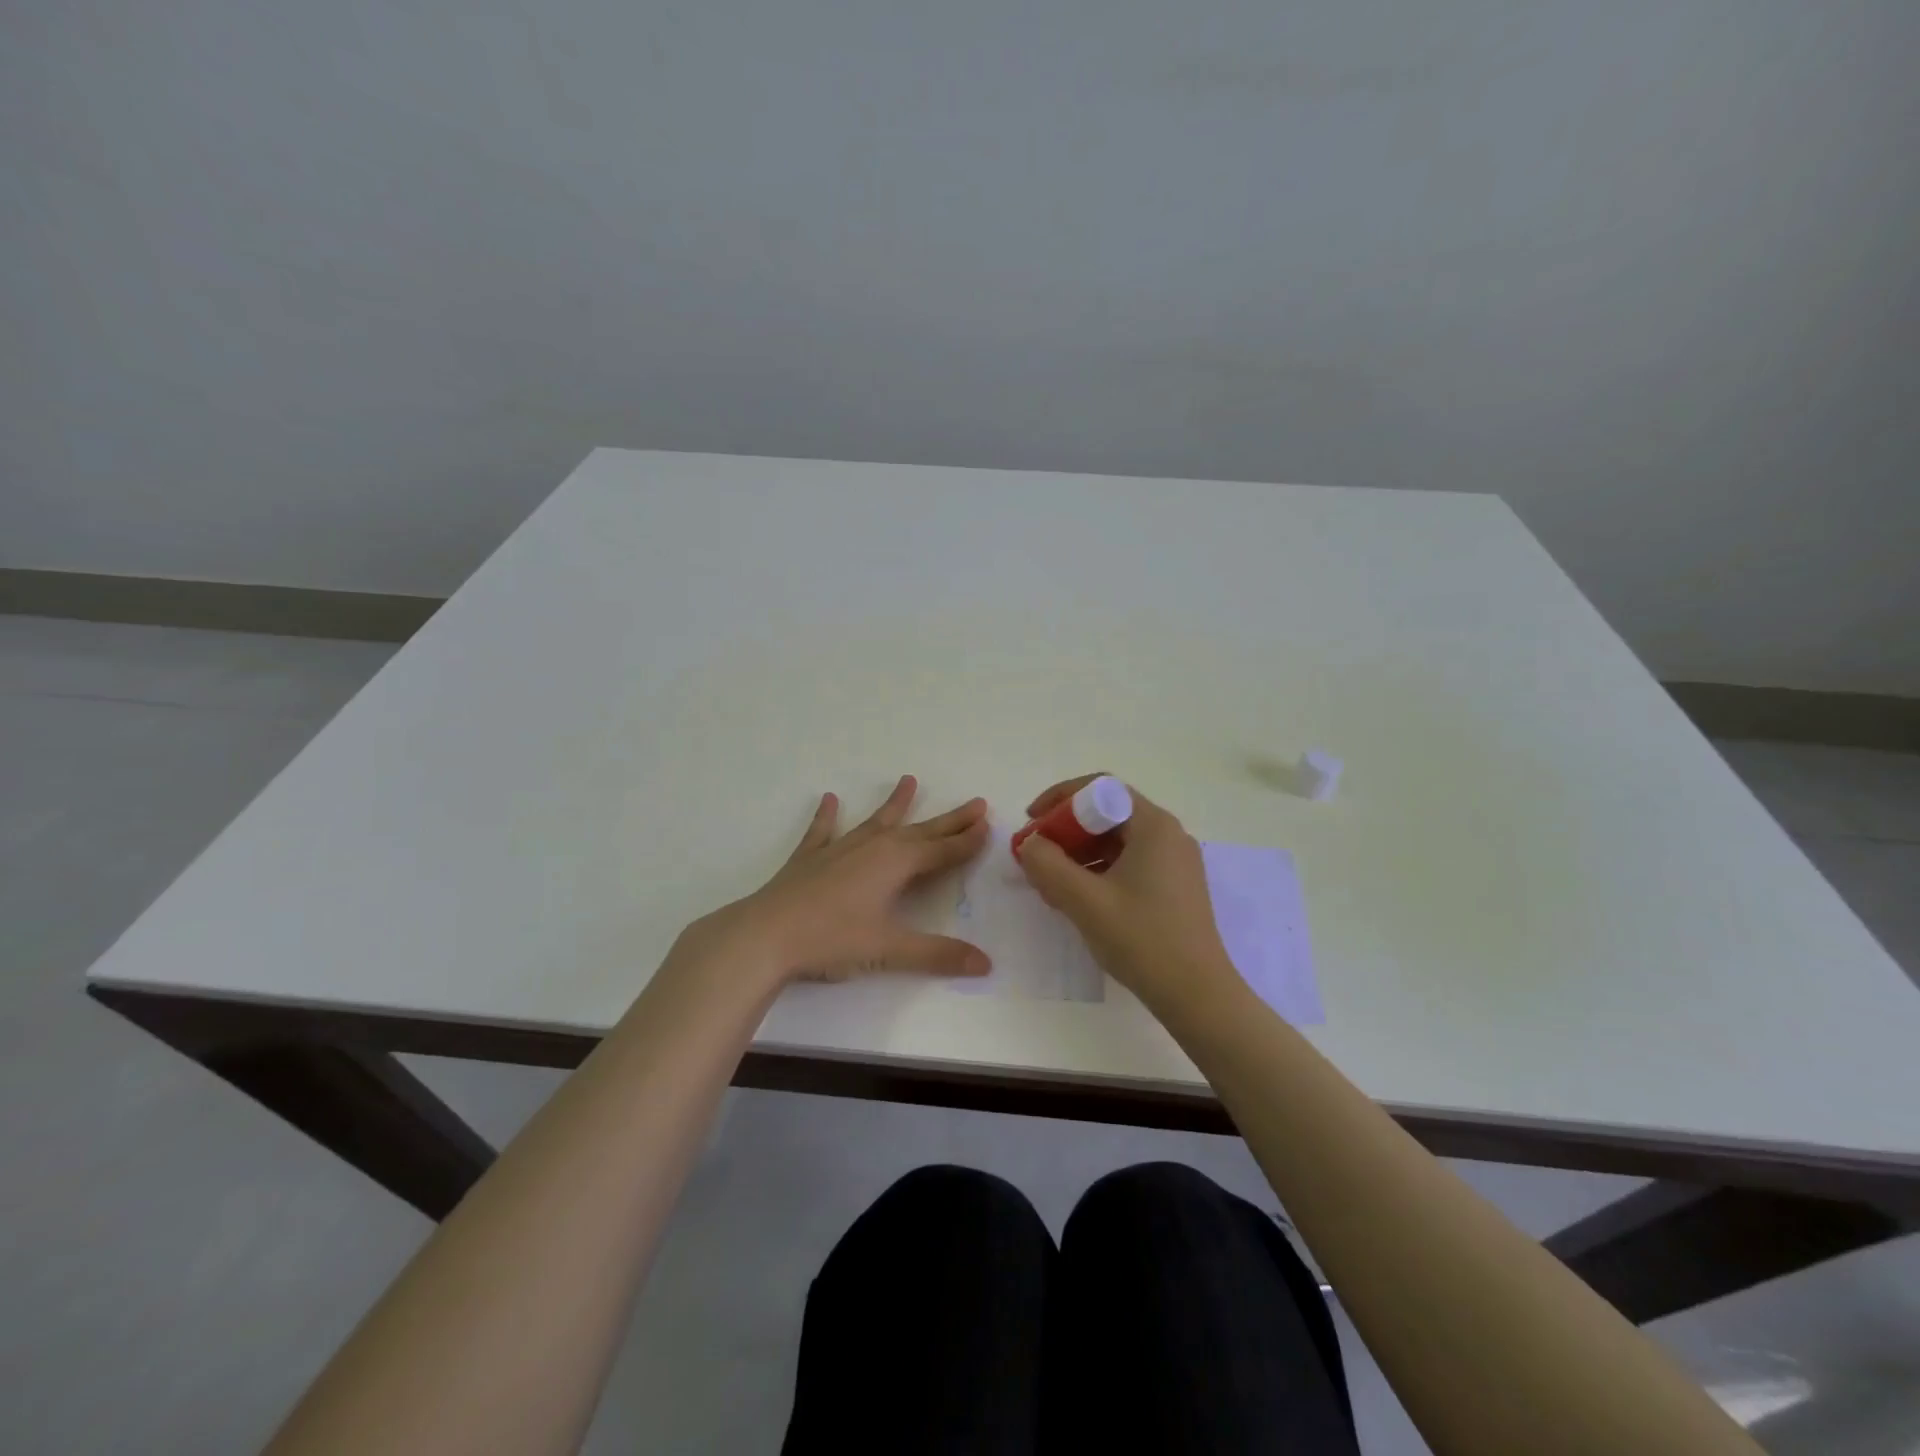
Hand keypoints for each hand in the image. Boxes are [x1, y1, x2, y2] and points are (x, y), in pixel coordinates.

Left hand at [682, 775, 991, 989]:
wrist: (766, 935)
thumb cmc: (832, 940)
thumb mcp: (889, 948)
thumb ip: (938, 954)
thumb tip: (986, 964)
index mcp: (896, 864)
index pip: (942, 851)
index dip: (967, 841)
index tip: (988, 824)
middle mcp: (873, 847)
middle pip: (920, 831)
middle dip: (949, 820)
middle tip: (975, 803)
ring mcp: (839, 849)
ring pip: (877, 821)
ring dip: (895, 804)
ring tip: (909, 780)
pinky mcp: (810, 858)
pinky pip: (823, 830)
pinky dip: (827, 815)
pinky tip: (828, 799)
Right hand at [1016, 774, 1241, 1016]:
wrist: (1197, 996)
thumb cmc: (1142, 939)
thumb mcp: (1085, 900)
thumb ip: (1048, 864)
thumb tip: (1030, 844)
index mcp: (1153, 826)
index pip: (1100, 788)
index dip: (1059, 799)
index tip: (1031, 821)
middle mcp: (1168, 835)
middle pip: (1108, 813)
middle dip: (1066, 829)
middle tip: (1036, 854)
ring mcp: (1175, 862)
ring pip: (1117, 840)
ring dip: (1079, 852)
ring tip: (1050, 880)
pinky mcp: (1174, 887)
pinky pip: (1129, 862)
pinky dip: (1098, 870)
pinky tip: (1077, 897)